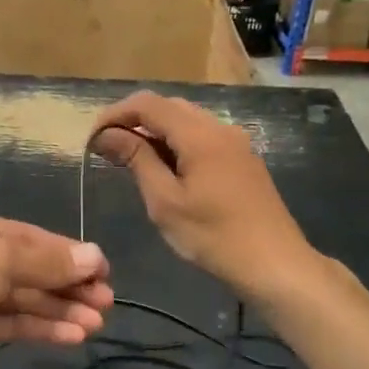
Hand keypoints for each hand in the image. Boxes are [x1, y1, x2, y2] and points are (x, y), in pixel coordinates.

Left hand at [0, 207, 112, 368]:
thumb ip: (46, 262)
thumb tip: (95, 257)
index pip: (32, 237)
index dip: (69, 254)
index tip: (104, 271)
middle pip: (31, 268)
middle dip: (68, 284)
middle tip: (107, 302)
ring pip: (24, 298)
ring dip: (59, 309)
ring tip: (96, 324)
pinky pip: (13, 322)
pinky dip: (41, 327)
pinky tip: (72, 335)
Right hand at [89, 92, 314, 301]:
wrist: (275, 264)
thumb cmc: (214, 236)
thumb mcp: (165, 201)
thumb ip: (136, 160)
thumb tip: (107, 134)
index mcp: (199, 134)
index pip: (148, 104)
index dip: (115, 114)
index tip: (92, 138)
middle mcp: (219, 128)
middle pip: (168, 106)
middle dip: (134, 120)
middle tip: (107, 149)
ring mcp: (235, 142)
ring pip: (186, 121)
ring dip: (155, 132)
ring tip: (130, 159)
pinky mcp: (243, 159)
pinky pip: (202, 137)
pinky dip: (176, 143)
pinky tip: (165, 169)